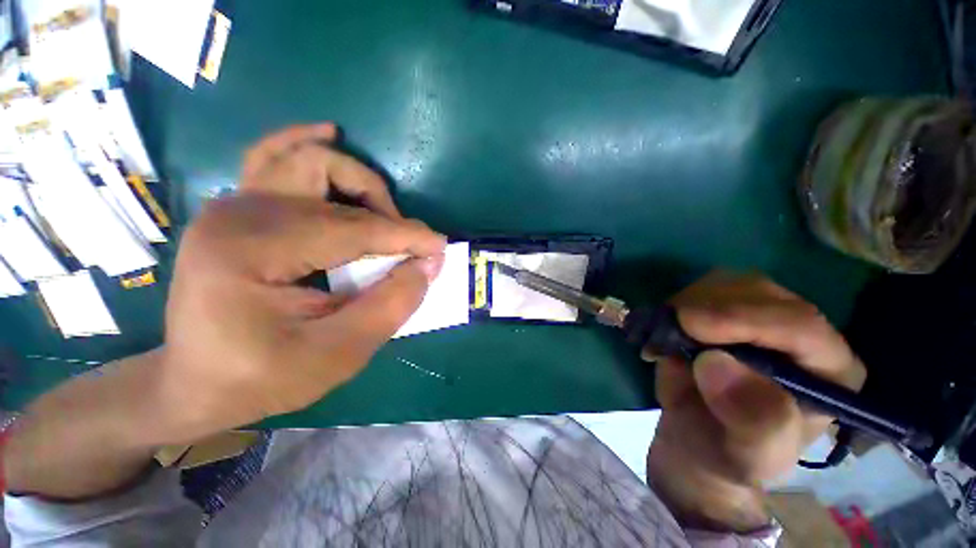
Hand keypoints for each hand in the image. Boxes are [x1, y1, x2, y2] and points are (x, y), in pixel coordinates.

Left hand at [156, 124, 446, 441]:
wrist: (198, 384)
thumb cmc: (263, 378)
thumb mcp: (338, 355)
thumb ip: (390, 306)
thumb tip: (428, 264)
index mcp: (250, 250)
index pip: (351, 229)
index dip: (405, 237)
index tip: (440, 248)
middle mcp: (237, 212)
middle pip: (331, 181)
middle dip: (384, 212)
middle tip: (406, 246)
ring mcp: (233, 204)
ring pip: (308, 160)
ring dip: (357, 182)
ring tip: (383, 213)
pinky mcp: (239, 209)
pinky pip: (274, 157)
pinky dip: (306, 143)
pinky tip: (329, 134)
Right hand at [646, 272, 865, 532]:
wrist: (700, 438)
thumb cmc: (732, 452)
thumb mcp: (750, 456)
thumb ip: (752, 421)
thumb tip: (716, 363)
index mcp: (829, 371)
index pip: (801, 325)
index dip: (744, 320)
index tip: (689, 326)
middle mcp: (802, 333)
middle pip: (760, 291)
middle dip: (707, 306)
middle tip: (669, 330)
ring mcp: (761, 315)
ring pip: (726, 282)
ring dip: (688, 303)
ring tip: (667, 337)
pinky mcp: (725, 310)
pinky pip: (699, 290)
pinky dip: (676, 304)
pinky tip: (666, 330)